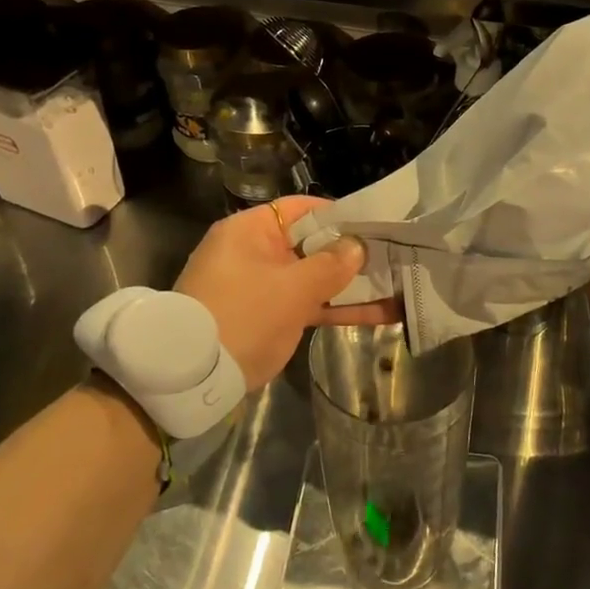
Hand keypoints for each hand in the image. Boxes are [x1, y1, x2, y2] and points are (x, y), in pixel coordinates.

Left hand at [175, 196, 400, 389]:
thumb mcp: (291, 289)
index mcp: (251, 231)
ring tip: (398, 285)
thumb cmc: (242, 317)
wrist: (191, 378)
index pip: (301, 210)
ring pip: (313, 279)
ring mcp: (262, 288)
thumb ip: (330, 265)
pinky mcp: (268, 318)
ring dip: (351, 286)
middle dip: (352, 254)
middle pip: (311, 245)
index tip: (375, 224)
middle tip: (395, 256)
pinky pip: (308, 306)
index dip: (339, 215)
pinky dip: (336, 309)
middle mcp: (255, 253)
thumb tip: (357, 247)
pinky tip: (380, 314)